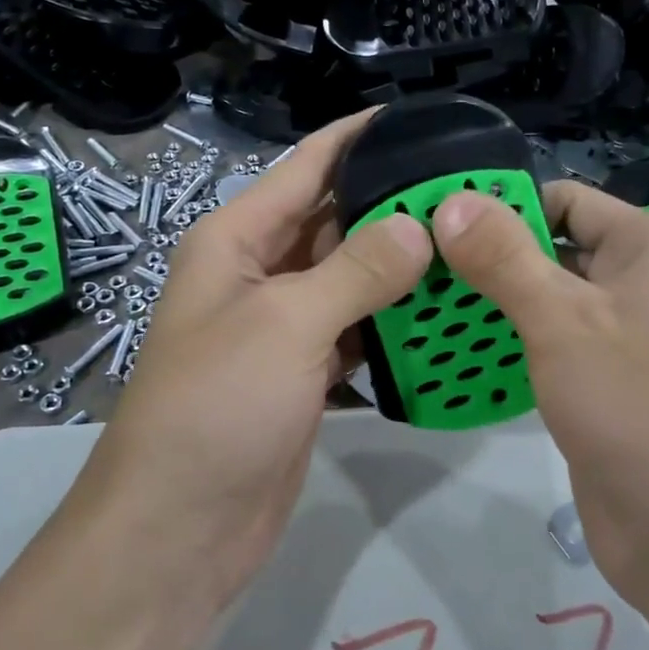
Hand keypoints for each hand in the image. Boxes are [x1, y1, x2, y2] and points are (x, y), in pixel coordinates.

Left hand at [82, 112, 432, 609]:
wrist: (179, 527)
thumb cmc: (217, 406)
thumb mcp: (285, 323)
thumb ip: (356, 270)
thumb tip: (417, 226)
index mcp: (237, 239)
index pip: (306, 167)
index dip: (358, 138)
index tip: (420, 122)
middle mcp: (258, 273)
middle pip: (333, 221)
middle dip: (392, 204)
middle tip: (469, 193)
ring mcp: (281, 327)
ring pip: (349, 279)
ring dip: (399, 267)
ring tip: (469, 245)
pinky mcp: (302, 374)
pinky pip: (354, 330)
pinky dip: (390, 323)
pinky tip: (441, 315)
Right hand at [430, 182, 648, 615]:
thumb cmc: (639, 407)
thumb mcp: (563, 321)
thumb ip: (504, 258)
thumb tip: (450, 201)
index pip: (563, 199)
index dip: (500, 206)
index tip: (432, 224)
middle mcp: (642, 283)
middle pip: (551, 248)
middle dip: (487, 259)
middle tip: (414, 268)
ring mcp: (624, 338)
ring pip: (546, 302)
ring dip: (491, 305)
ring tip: (418, 306)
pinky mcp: (605, 385)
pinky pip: (550, 348)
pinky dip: (509, 346)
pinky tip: (453, 354)